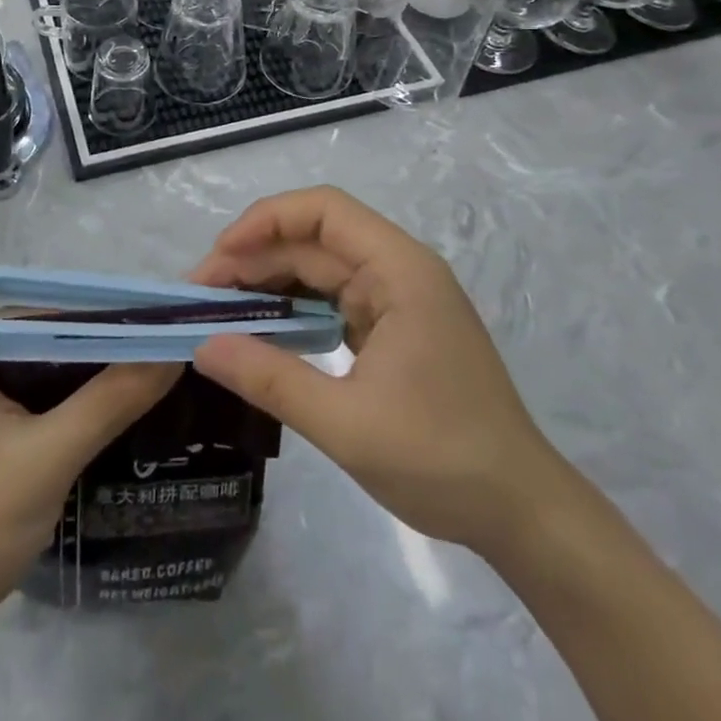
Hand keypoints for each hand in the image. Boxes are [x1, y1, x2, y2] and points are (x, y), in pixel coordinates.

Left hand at [0, 330, 179, 630]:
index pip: (42, 314)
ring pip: (37, 372)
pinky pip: (27, 401)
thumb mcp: (48, 457)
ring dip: (87, 381)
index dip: (104, 320)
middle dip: (99, 351)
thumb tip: (176, 351)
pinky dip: (66, 407)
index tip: (162, 327)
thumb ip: (113, 398)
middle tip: (164, 353)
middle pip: (40, 340)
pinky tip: (112, 412)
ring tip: (152, 375)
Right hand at [191, 187, 561, 558]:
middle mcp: (399, 269)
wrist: (519, 510)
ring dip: (271, 282)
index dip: (265, 220)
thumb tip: (202, 345)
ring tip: (221, 310)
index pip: (323, 211)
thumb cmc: (441, 460)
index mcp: (399, 269)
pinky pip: (334, 298)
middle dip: (256, 258)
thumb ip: (270, 378)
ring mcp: (398, 297)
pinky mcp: (394, 325)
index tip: (219, 257)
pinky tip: (263, 329)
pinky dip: (295, 308)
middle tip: (201, 297)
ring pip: (321, 267)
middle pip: (316, 239)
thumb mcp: (346, 424)